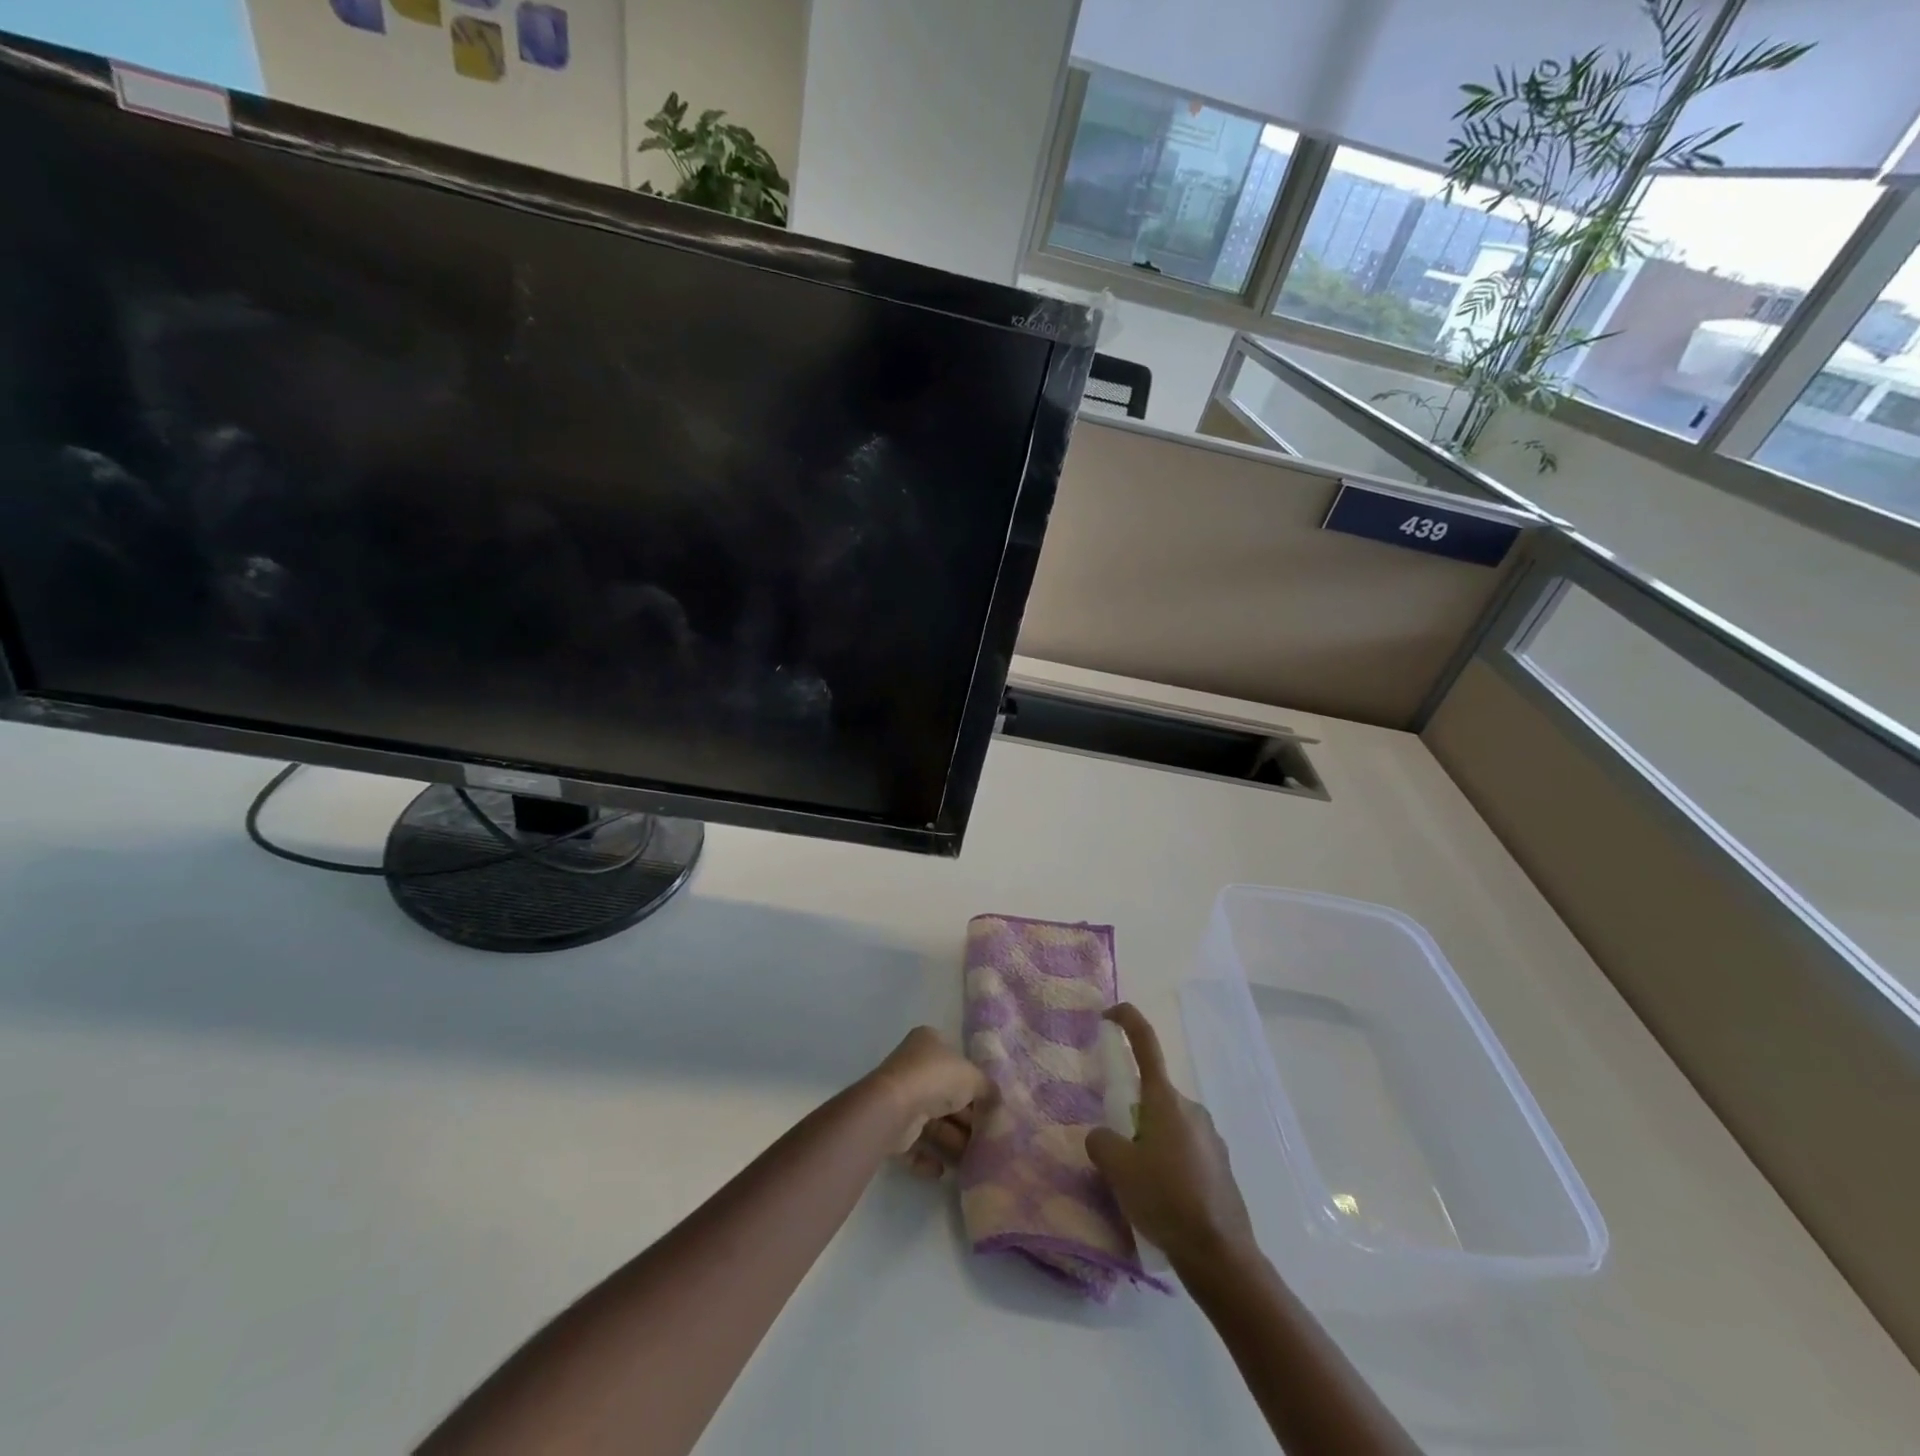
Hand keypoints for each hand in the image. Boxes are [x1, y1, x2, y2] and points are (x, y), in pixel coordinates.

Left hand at [865, 1026, 989, 1163]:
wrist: (895, 1107)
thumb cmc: (936, 1079)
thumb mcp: (973, 1077)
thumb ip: (987, 1088)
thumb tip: (998, 1099)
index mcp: (929, 1043)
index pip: (956, 1061)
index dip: (973, 1082)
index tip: (990, 1104)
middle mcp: (913, 1066)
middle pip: (945, 1094)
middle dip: (966, 1118)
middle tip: (987, 1137)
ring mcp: (900, 1097)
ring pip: (931, 1122)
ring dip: (951, 1141)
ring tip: (972, 1159)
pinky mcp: (892, 1126)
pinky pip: (914, 1144)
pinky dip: (928, 1157)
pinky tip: (943, 1170)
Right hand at [1085, 1003, 1256, 1272]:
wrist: (1220, 1254)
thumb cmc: (1166, 1199)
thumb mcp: (1117, 1168)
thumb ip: (1101, 1141)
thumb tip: (1105, 1137)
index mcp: (1166, 1100)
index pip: (1146, 1044)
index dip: (1128, 1020)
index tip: (1109, 1013)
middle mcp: (1191, 1110)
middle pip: (1152, 1096)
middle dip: (1132, 1115)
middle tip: (1116, 1152)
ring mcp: (1211, 1138)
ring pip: (1168, 1127)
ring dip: (1150, 1143)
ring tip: (1139, 1186)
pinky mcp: (1220, 1167)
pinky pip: (1185, 1152)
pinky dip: (1169, 1165)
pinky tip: (1163, 1201)